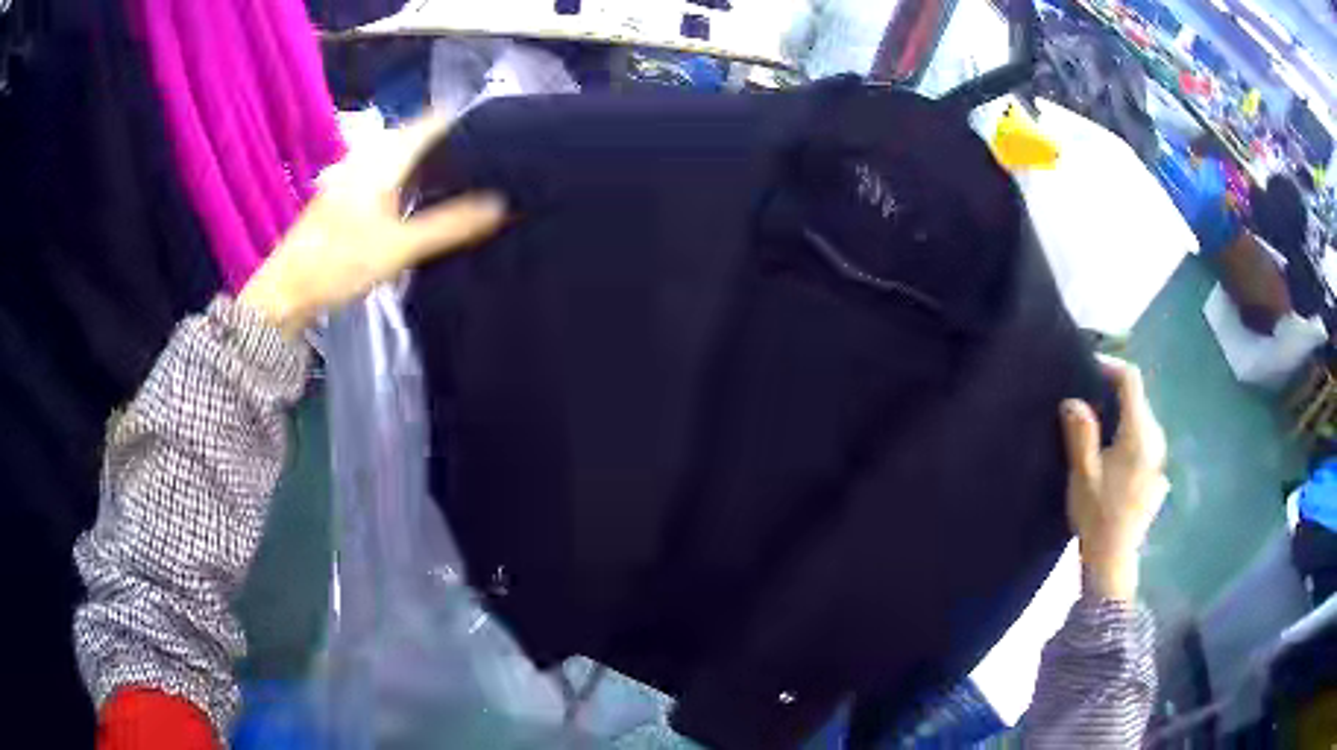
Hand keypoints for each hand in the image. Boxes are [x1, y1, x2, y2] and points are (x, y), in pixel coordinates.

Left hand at [239, 116, 505, 338]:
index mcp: (382, 158)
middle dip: (457, 146)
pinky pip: (392, 176)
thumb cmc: (337, 264)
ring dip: (436, 166)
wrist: (285, 294)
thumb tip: (502, 205)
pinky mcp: (349, 197)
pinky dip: (415, 182)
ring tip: (473, 181)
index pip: (434, 121)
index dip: (469, 122)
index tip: (503, 134)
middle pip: (421, 138)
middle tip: (496, 164)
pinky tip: (429, 203)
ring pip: (406, 158)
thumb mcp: (398, 247)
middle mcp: (369, 157)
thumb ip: (450, 225)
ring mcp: (356, 176)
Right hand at [1060, 356, 1169, 601]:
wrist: (1113, 561)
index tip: (1088, 369)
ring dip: (1122, 416)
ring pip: (1143, 421)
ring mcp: (1160, 459)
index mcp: (1139, 435)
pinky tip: (1114, 458)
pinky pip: (1146, 442)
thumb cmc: (1096, 517)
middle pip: (1139, 400)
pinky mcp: (1158, 475)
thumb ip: (1080, 434)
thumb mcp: (1083, 475)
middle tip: (1087, 401)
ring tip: (1098, 429)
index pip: (1131, 381)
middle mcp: (1156, 440)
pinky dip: (1130, 437)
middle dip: (1114, 393)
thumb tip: (1072, 400)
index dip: (1111, 367)